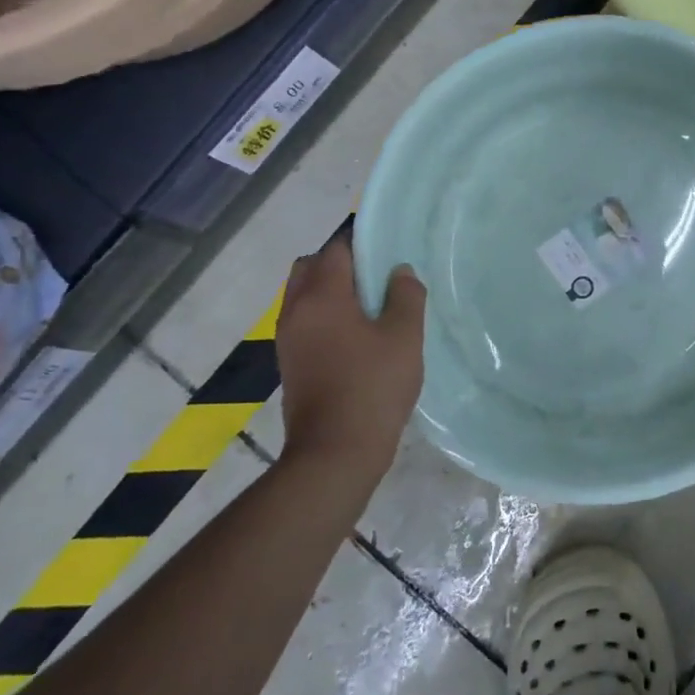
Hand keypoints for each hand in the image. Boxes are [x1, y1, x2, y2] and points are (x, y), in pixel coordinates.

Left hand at [274, 235, 424, 475]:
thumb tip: (399, 272)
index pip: (336, 249)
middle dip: (340, 263)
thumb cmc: (373, 386)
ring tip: (371, 307)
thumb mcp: (404, 337)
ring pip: (304, 295)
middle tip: (376, 277)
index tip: (389, 249)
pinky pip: (305, 320)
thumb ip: (406, 296)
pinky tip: (358, 336)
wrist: (335, 452)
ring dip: (331, 291)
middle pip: (311, 267)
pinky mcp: (290, 362)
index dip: (362, 242)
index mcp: (322, 296)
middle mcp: (296, 310)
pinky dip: (326, 315)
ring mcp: (288, 339)